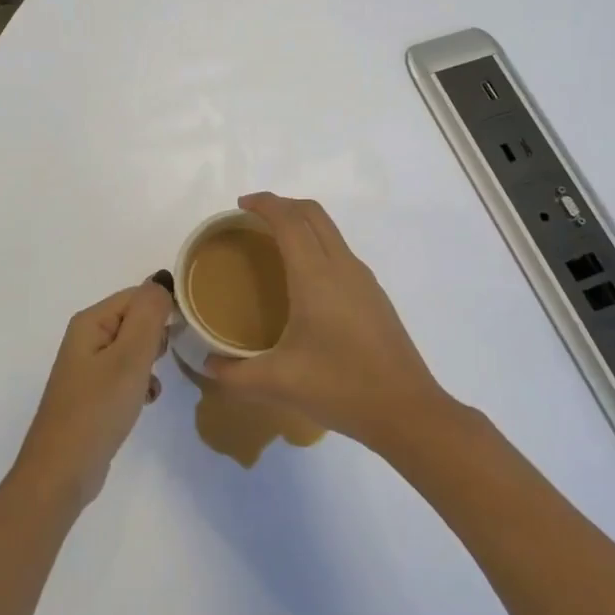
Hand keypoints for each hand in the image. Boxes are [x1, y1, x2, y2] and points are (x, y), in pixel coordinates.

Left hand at [15, 281, 173, 509]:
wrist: (62, 471)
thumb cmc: (98, 408)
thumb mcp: (130, 357)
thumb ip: (149, 315)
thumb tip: (161, 279)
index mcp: (91, 321)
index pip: (137, 295)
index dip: (163, 309)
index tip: (185, 332)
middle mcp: (87, 338)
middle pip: (135, 319)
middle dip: (156, 337)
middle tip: (162, 361)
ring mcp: (88, 367)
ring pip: (133, 348)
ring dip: (150, 362)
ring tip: (152, 383)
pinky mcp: (94, 393)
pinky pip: (126, 373)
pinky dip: (140, 382)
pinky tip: (146, 400)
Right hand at [203, 193, 451, 451]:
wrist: (407, 411)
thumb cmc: (340, 387)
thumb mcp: (278, 382)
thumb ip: (235, 374)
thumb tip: (208, 365)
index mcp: (315, 276)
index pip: (288, 220)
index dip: (264, 203)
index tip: (240, 205)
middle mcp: (342, 266)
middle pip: (313, 214)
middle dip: (283, 205)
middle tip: (253, 218)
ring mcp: (363, 279)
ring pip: (330, 231)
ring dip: (302, 223)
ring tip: (275, 244)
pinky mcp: (375, 296)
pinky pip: (340, 252)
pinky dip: (317, 245)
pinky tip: (305, 281)